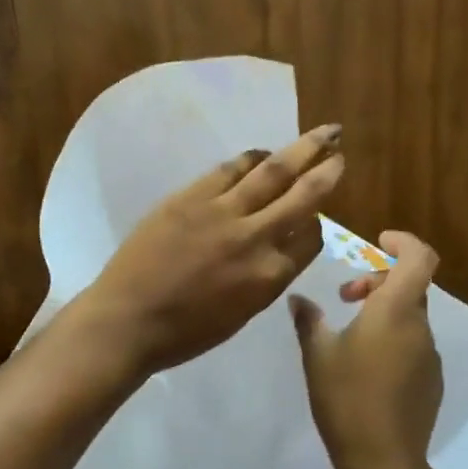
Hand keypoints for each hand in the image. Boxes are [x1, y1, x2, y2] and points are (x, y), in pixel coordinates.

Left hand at [74, 124, 345, 373]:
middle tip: (339, 150)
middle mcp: (257, 238)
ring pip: (274, 172)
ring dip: (301, 149)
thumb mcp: (241, 314)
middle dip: (327, 170)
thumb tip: (276, 250)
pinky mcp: (192, 196)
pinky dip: (251, 158)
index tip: (313, 217)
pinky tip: (261, 153)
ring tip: (320, 134)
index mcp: (271, 276)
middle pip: (304, 196)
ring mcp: (224, 212)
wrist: (128, 320)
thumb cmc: (184, 333)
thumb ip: (265, 279)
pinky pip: (230, 169)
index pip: (311, 239)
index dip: (316, 225)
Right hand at [289, 232, 442, 468]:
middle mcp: (419, 326)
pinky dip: (392, 338)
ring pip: (409, 316)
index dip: (403, 241)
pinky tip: (366, 367)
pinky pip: (413, 344)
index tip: (378, 242)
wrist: (383, 459)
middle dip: (378, 280)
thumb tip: (299, 299)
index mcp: (395, 311)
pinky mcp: (432, 380)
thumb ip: (309, 320)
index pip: (418, 257)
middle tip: (345, 298)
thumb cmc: (345, 398)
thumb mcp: (318, 355)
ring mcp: (429, 355)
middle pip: (409, 285)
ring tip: (349, 336)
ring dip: (383, 311)